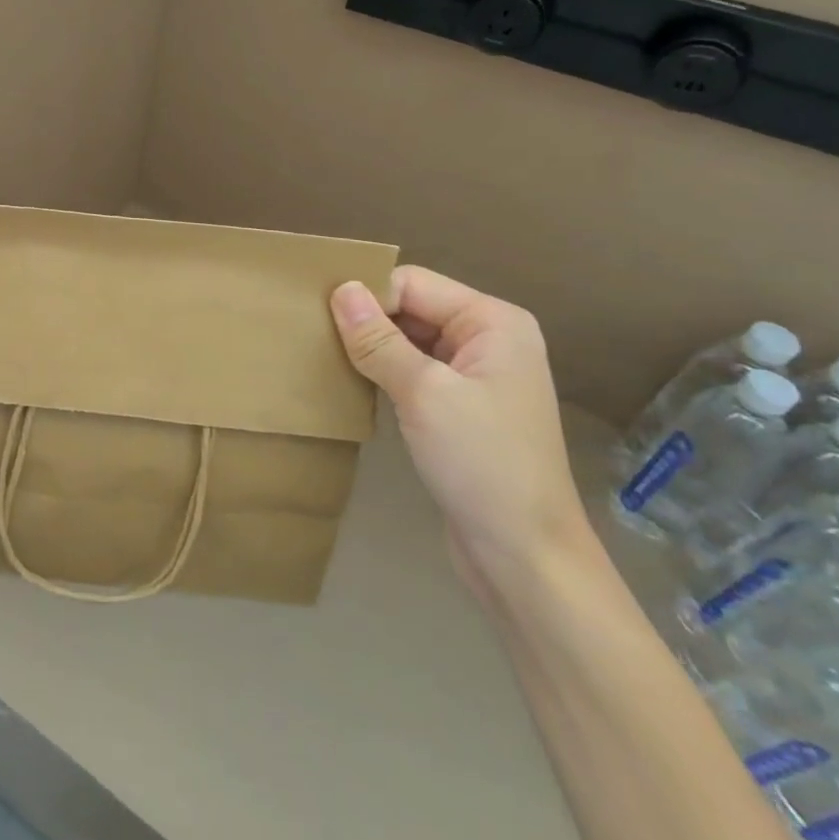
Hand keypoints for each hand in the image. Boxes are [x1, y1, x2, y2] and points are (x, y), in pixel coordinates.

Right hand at [331, 266, 590, 595]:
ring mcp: (476, 375)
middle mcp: (488, 339)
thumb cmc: (481, 463)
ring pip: (407, 340)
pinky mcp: (460, 407)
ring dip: (371, 349)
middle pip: (411, 308)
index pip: (413, 284)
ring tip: (326, 359)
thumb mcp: (424, 393)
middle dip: (367, 321)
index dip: (368, 297)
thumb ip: (378, 339)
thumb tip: (341, 289)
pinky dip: (382, 374)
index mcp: (493, 322)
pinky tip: (353, 385)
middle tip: (314, 338)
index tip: (320, 319)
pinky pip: (412, 371)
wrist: (524, 556)